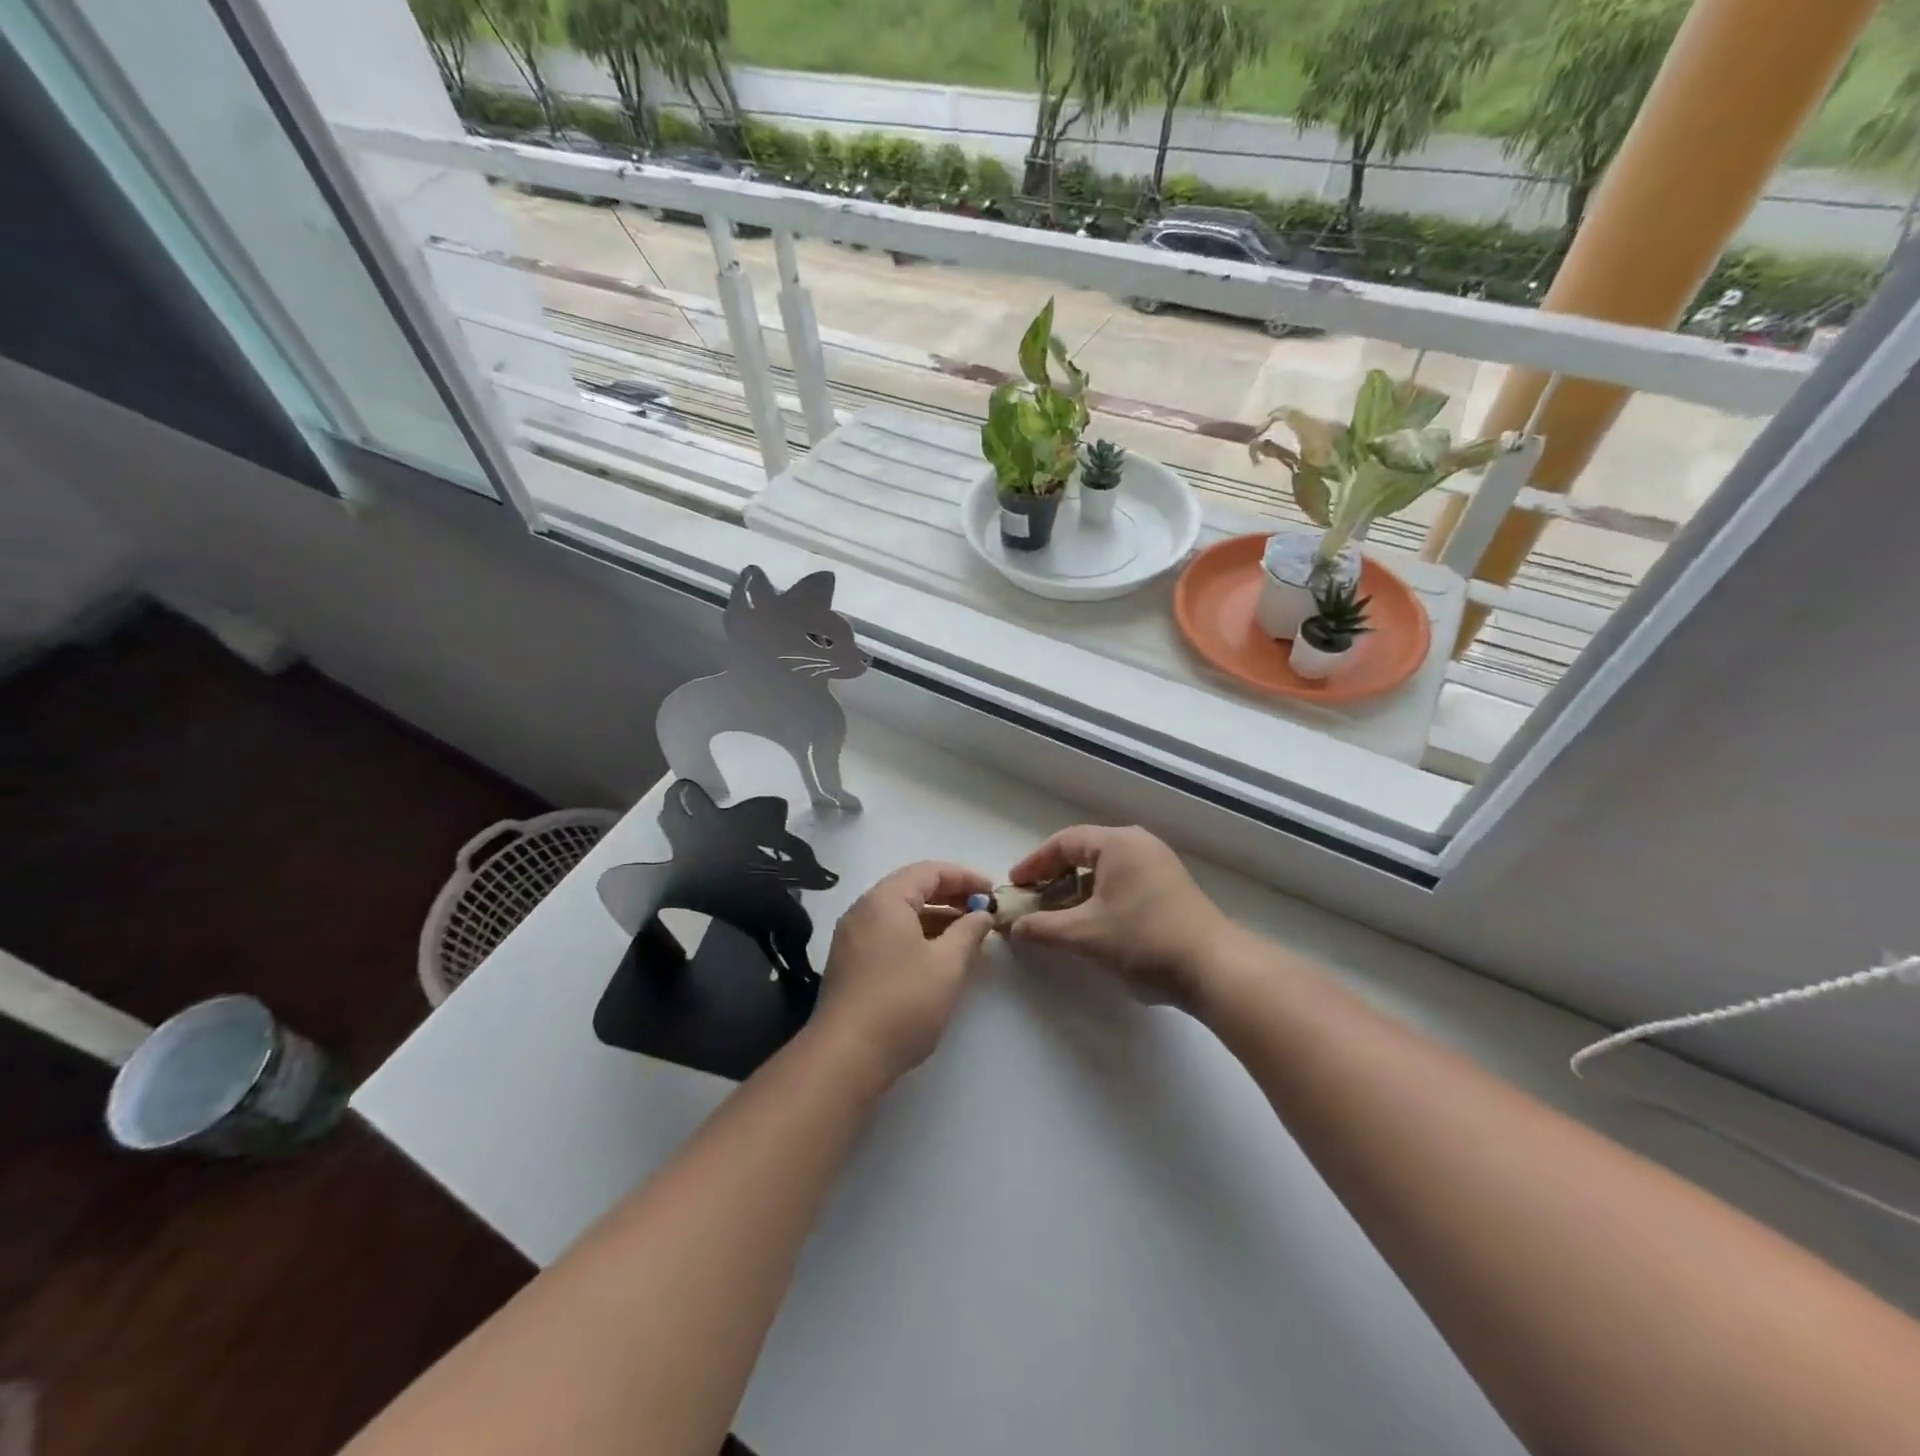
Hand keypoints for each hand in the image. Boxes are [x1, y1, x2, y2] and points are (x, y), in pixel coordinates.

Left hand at [814, 862, 993, 1086]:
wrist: (846, 1056)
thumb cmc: (903, 1002)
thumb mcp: (948, 965)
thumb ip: (969, 932)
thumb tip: (982, 914)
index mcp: (885, 899)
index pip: (930, 871)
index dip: (965, 878)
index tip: (993, 893)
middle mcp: (864, 910)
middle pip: (912, 888)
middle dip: (951, 897)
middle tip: (983, 911)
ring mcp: (852, 937)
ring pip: (901, 914)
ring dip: (935, 918)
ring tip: (967, 935)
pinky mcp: (850, 963)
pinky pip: (889, 934)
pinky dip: (917, 936)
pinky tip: (938, 957)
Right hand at [1006, 826, 1233, 1010]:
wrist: (1214, 968)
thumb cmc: (1145, 940)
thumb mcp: (1085, 934)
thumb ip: (1043, 928)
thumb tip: (1013, 927)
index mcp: (1118, 843)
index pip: (1064, 842)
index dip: (1034, 863)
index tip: (1014, 885)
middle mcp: (1139, 845)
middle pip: (1085, 852)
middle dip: (1054, 875)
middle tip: (1032, 898)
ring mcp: (1158, 865)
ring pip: (1105, 869)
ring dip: (1076, 889)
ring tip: (1057, 913)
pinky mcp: (1170, 888)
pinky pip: (1123, 881)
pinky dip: (1099, 896)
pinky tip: (1091, 922)